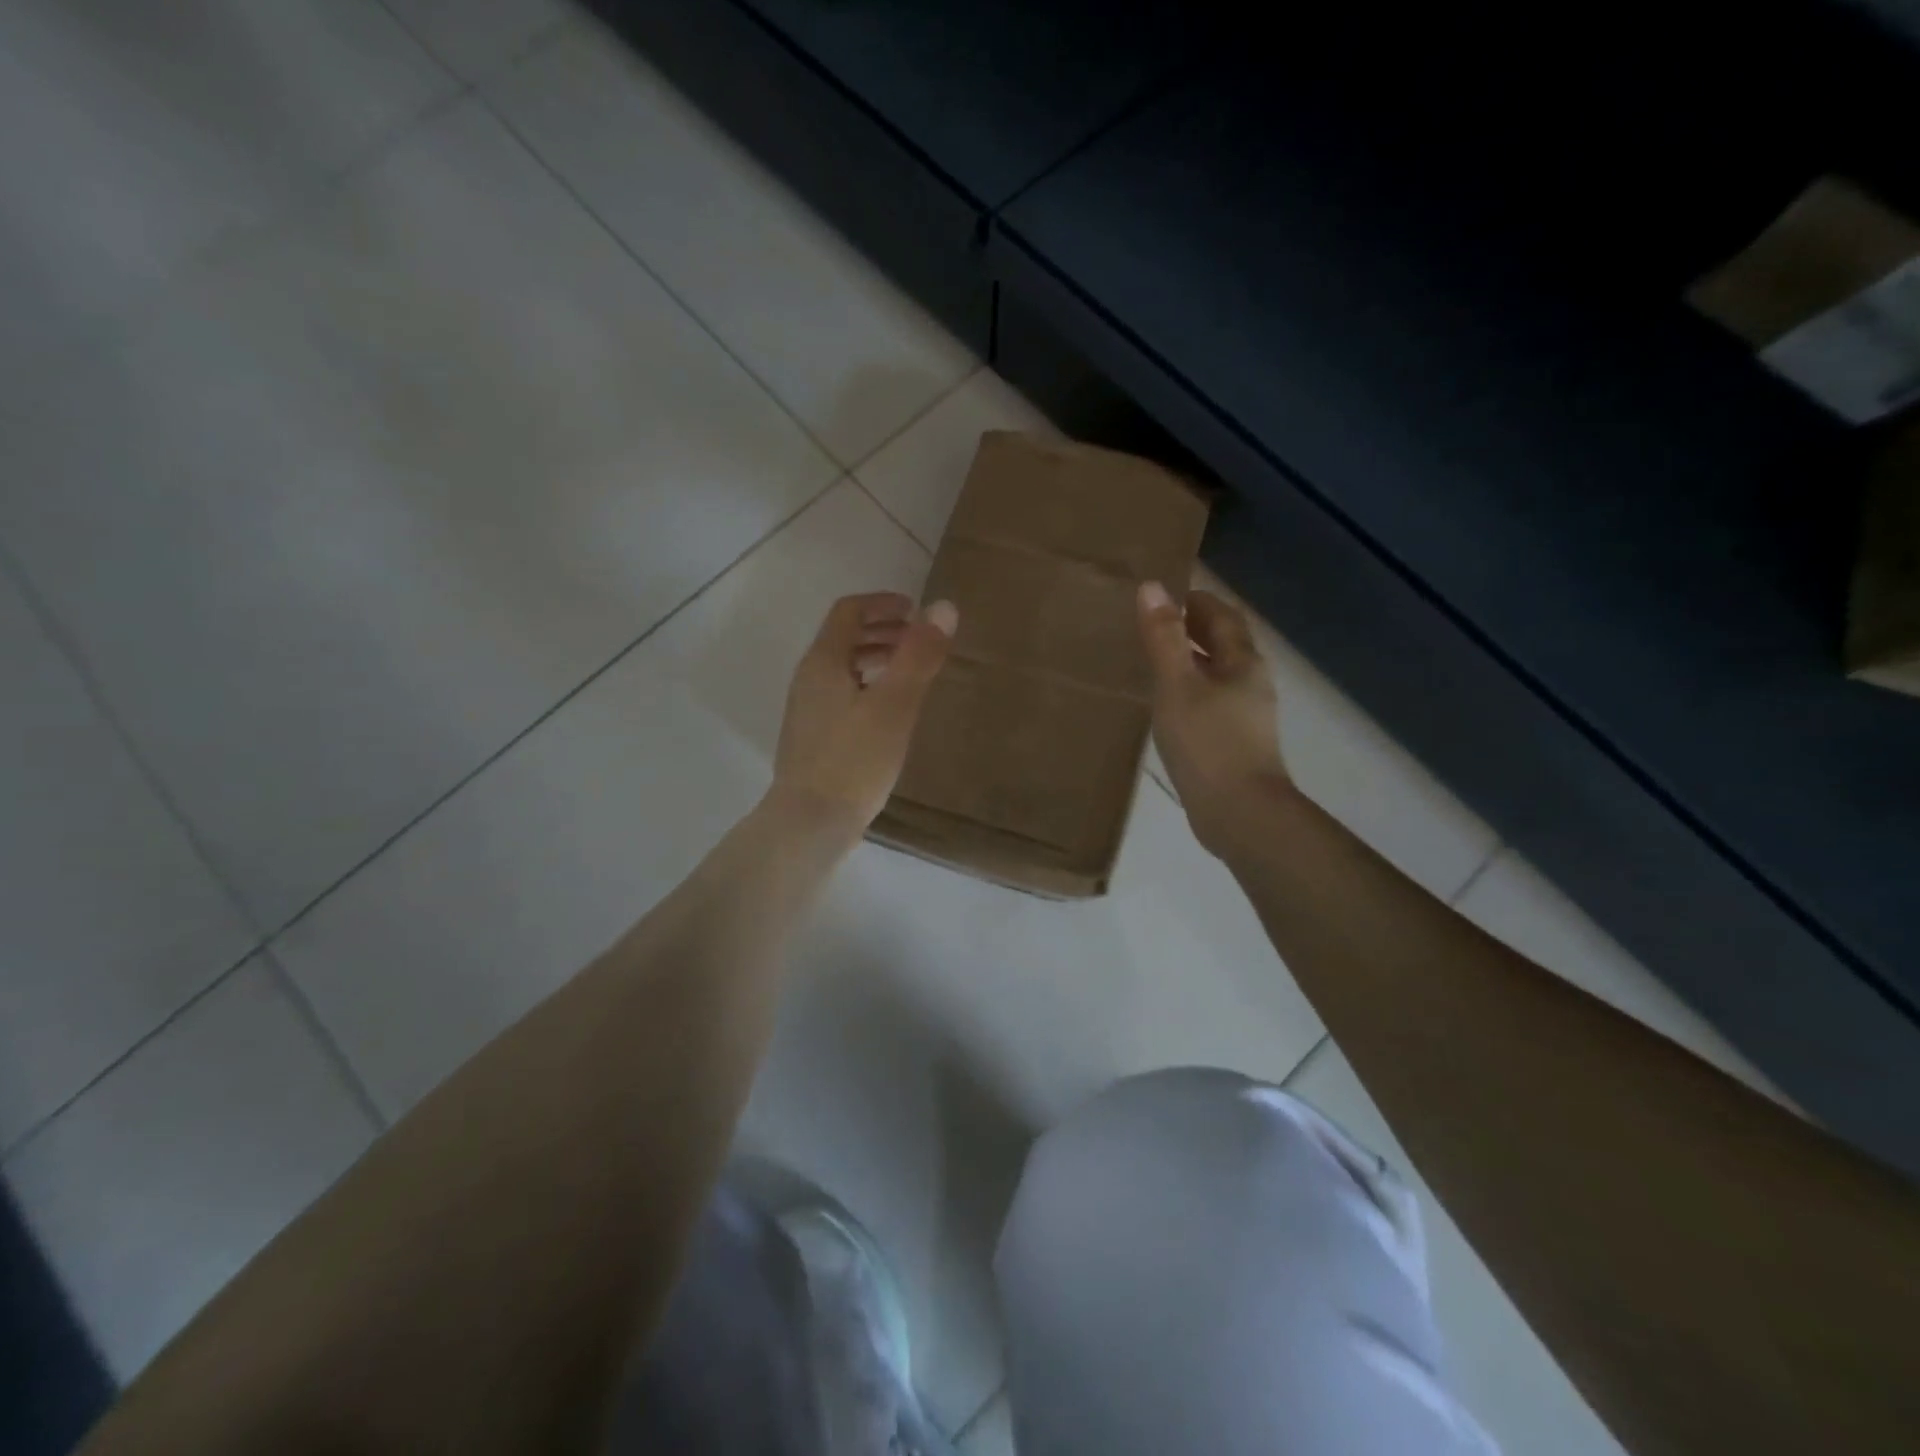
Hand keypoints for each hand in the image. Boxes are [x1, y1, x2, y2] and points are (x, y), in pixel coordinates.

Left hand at [770, 592, 956, 834]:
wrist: (810, 822)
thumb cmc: (855, 760)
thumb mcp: (895, 705)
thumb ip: (919, 656)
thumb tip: (944, 607)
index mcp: (823, 661)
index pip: (848, 611)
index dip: (883, 603)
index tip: (916, 611)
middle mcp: (808, 678)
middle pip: (843, 637)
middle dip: (882, 630)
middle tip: (919, 641)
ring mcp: (807, 709)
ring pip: (842, 668)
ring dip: (875, 658)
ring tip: (909, 674)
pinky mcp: (812, 737)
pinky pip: (841, 694)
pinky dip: (867, 685)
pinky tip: (889, 713)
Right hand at [1137, 581, 1290, 854]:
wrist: (1239, 813)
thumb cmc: (1208, 742)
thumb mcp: (1177, 684)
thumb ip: (1163, 638)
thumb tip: (1152, 587)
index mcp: (1243, 662)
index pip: (1222, 616)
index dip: (1196, 602)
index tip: (1165, 595)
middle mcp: (1251, 683)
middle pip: (1224, 644)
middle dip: (1194, 630)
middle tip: (1153, 624)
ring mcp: (1246, 716)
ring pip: (1218, 675)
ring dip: (1191, 662)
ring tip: (1154, 662)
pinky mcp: (1235, 744)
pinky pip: (1211, 703)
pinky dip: (1190, 692)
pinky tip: (1167, 706)